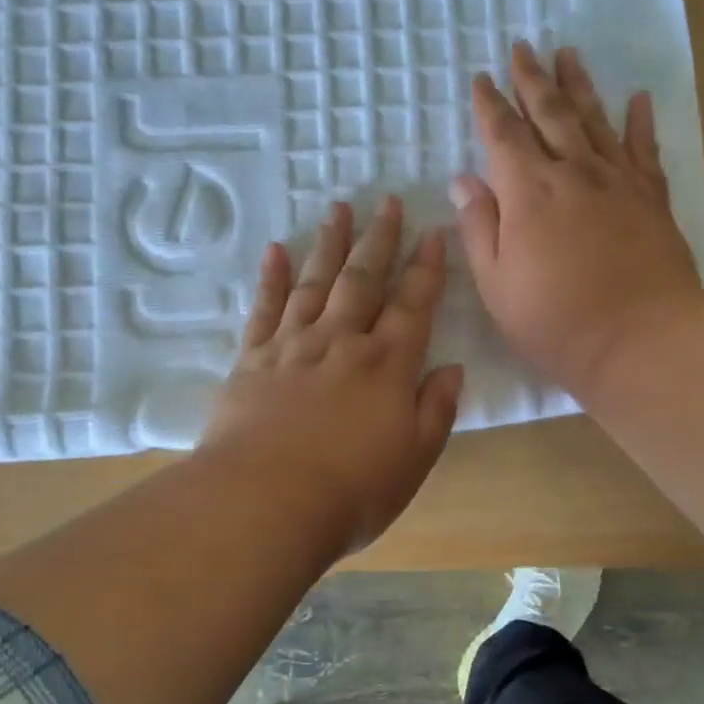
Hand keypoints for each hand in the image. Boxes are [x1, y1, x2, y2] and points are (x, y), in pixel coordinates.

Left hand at [199, 195, 464, 556]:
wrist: (265, 502)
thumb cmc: (351, 491)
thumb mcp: (414, 459)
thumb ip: (435, 409)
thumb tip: (451, 368)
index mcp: (387, 365)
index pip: (413, 304)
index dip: (426, 267)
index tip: (433, 232)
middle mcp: (342, 342)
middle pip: (364, 279)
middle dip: (380, 239)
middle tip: (387, 200)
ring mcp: (293, 346)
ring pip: (316, 282)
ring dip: (330, 244)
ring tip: (339, 208)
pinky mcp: (252, 360)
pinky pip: (264, 308)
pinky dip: (271, 277)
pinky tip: (276, 250)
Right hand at [449, 41, 703, 397]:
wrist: (640, 339)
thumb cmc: (556, 322)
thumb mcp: (497, 285)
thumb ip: (478, 228)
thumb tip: (464, 180)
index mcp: (528, 192)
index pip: (503, 135)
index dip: (489, 105)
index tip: (482, 78)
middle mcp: (573, 172)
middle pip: (549, 112)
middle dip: (531, 79)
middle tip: (521, 47)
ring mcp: (617, 180)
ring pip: (594, 119)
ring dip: (578, 84)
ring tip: (567, 54)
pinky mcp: (652, 197)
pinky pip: (644, 148)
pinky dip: (639, 121)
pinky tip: (637, 98)